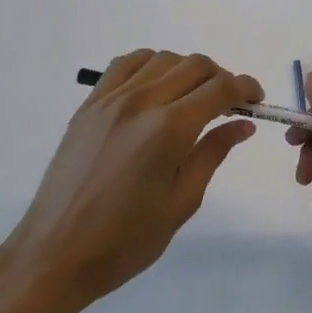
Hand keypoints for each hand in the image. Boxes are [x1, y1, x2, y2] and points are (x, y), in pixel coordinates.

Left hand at [0, 50, 259, 312]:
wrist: (55, 254)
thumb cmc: (125, 241)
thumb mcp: (181, 203)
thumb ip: (212, 154)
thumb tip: (243, 125)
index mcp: (168, 129)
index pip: (219, 89)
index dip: (245, 88)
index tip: (256, 99)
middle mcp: (141, 102)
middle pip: (194, 65)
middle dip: (220, 78)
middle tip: (230, 104)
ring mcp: (111, 98)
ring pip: (162, 58)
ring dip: (187, 70)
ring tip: (193, 97)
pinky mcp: (90, 103)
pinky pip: (126, 64)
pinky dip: (150, 64)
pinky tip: (157, 86)